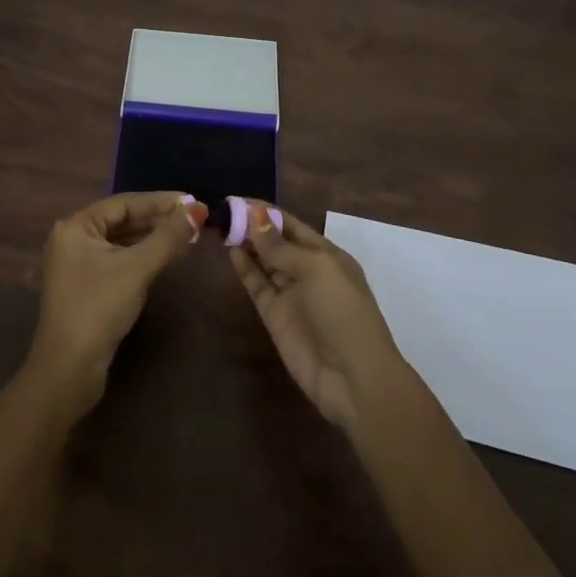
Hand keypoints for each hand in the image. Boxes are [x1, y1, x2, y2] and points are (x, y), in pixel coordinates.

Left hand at [26, 191, 199, 420]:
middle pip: (123, 221)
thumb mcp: (137, 268)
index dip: (159, 201)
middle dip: (159, 220)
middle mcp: (73, 240)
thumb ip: (168, 237)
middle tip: (194, 219)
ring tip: (188, 237)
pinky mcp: (88, 288)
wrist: (69, 370)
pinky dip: (144, 257)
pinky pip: (120, 261)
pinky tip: (168, 259)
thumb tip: (197, 210)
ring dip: (154, 239)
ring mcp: (79, 265)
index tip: (191, 201)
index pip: (123, 203)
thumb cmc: (99, 307)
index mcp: (76, 227)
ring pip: (123, 242)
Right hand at [229, 202, 408, 431]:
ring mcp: (290, 294)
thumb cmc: (343, 311)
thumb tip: (254, 216)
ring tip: (222, 225)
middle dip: (253, 226)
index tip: (238, 199)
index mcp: (326, 254)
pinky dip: (244, 268)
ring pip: (264, 261)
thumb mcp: (316, 269)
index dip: (267, 212)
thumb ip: (281, 246)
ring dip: (245, 244)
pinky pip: (257, 285)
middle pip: (276, 242)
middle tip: (223, 209)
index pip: (292, 225)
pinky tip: (230, 251)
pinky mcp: (275, 316)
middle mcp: (307, 271)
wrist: (353, 377)